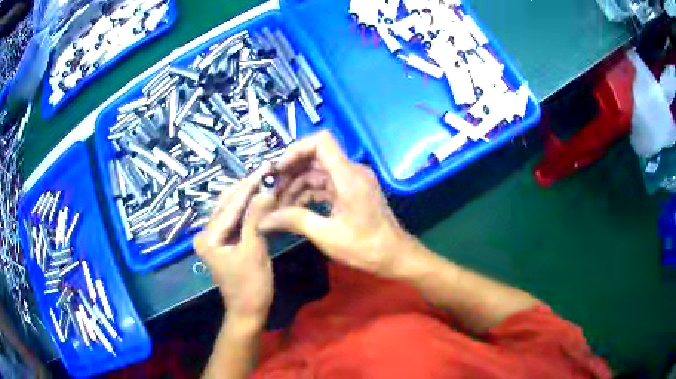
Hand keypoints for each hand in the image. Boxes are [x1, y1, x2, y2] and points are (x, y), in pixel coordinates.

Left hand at [194, 163, 275, 325]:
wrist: (248, 312)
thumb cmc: (251, 286)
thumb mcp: (254, 251)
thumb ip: (256, 219)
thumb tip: (266, 190)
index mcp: (208, 237)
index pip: (231, 205)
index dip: (249, 186)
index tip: (265, 167)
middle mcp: (206, 234)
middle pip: (227, 204)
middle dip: (247, 187)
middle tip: (267, 171)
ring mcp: (214, 238)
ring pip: (231, 210)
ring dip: (248, 196)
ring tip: (265, 180)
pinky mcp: (223, 242)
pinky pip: (235, 220)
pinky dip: (247, 209)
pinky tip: (259, 198)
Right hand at [259, 131, 415, 278]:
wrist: (395, 256)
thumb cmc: (366, 247)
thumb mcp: (327, 235)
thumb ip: (295, 221)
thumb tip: (264, 220)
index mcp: (348, 176)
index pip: (321, 142)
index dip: (296, 150)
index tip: (277, 170)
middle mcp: (351, 172)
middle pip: (315, 158)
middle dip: (290, 173)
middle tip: (271, 192)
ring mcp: (352, 181)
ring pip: (318, 173)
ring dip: (297, 186)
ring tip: (278, 205)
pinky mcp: (351, 191)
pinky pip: (325, 185)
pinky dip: (309, 193)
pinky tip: (293, 209)